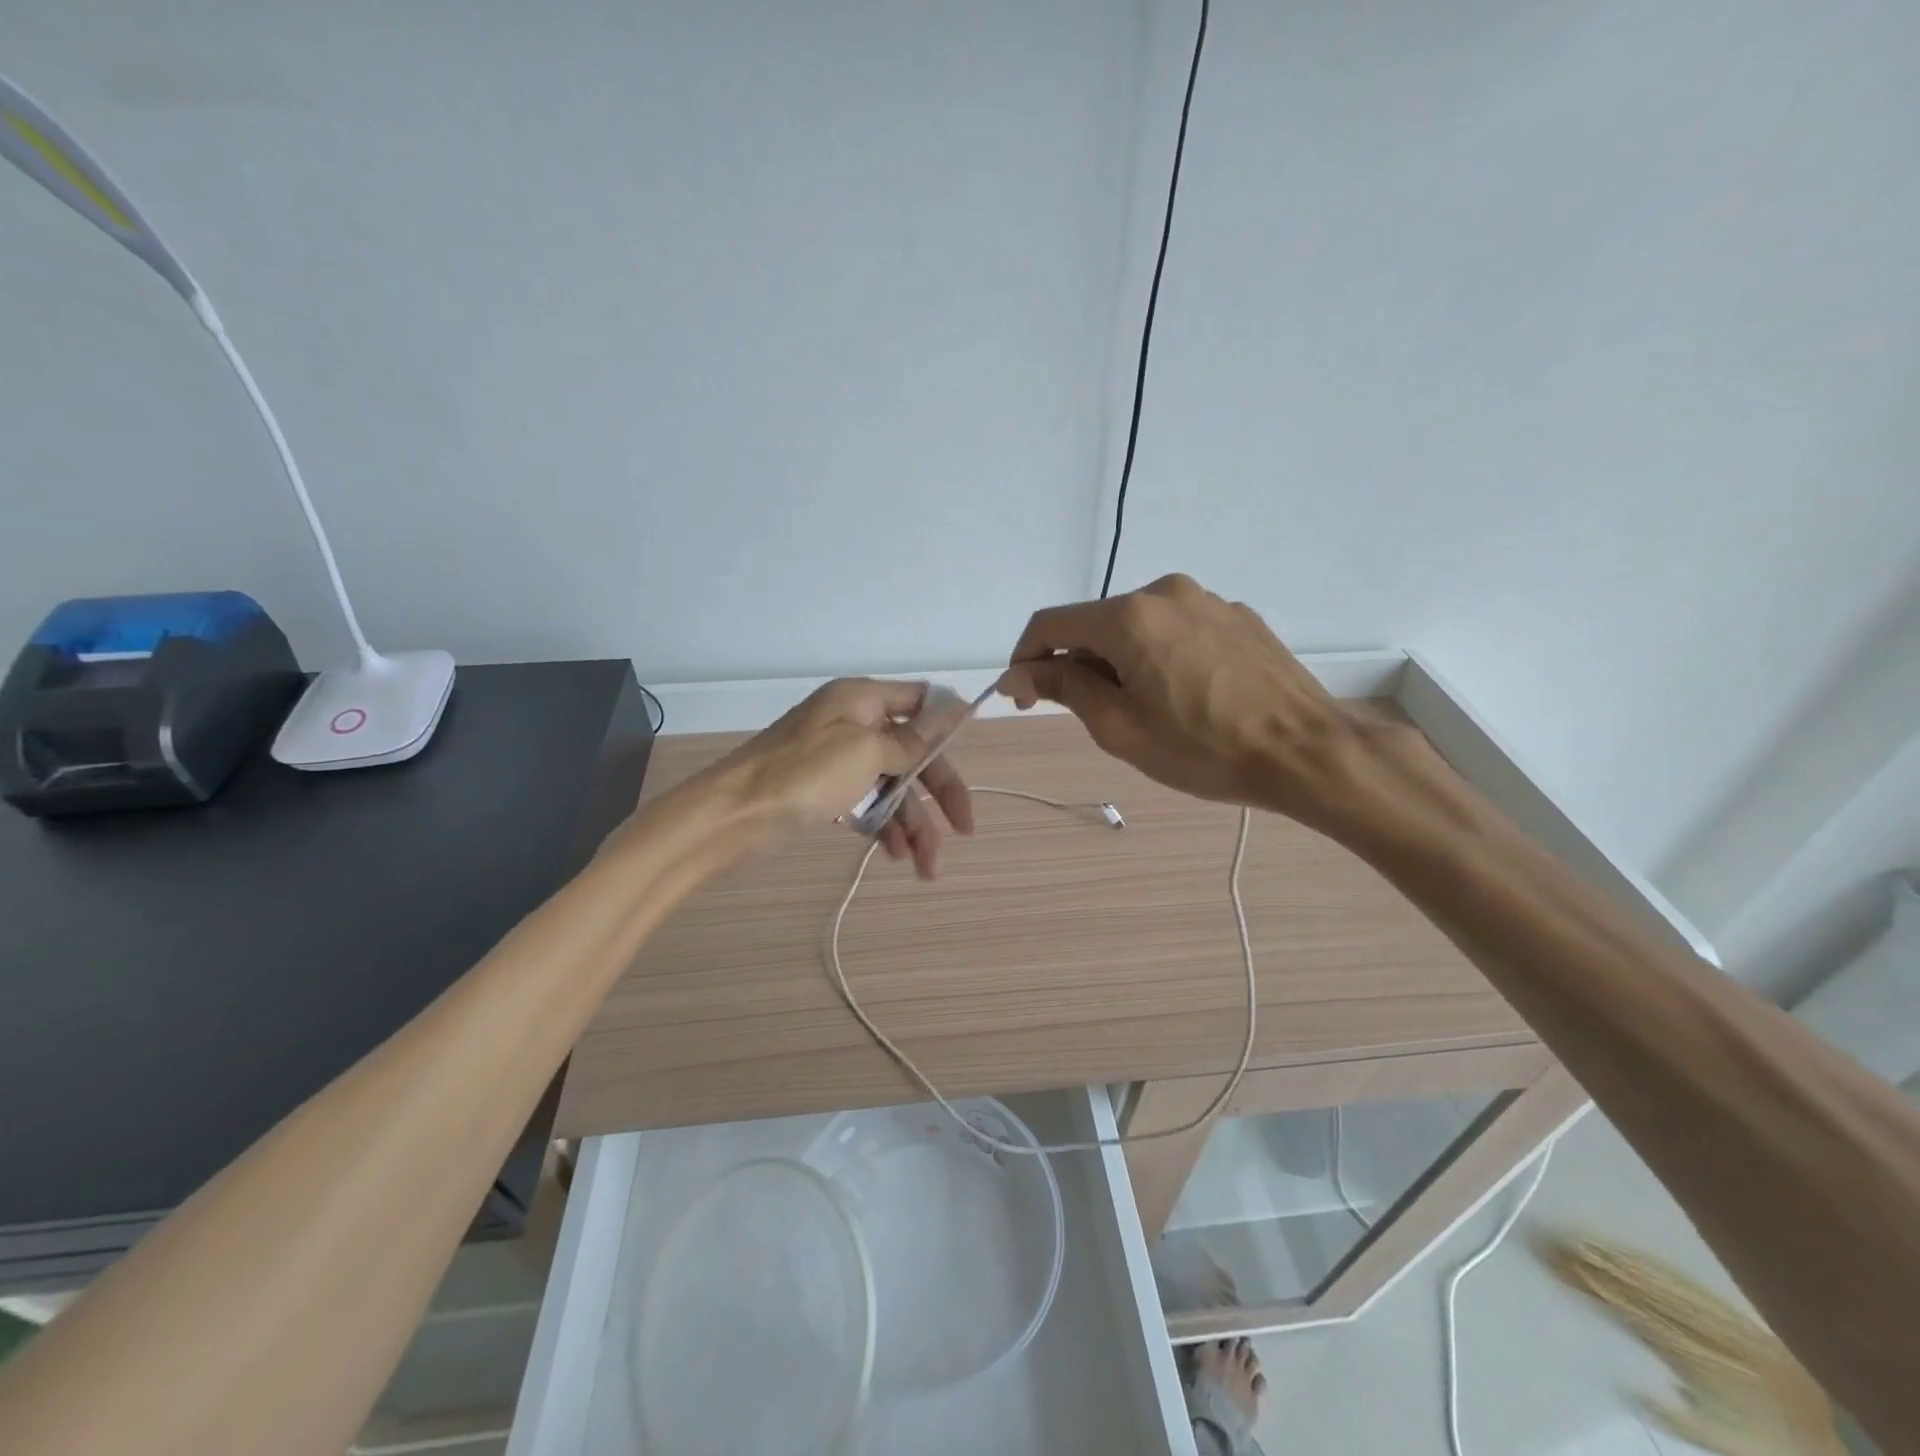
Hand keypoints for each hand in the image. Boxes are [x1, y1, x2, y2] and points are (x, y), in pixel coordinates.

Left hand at [703, 678, 973, 878]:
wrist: (731, 816)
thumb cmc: (804, 774)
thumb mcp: (866, 752)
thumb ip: (912, 738)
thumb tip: (954, 709)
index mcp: (862, 699)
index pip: (920, 700)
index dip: (948, 726)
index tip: (970, 757)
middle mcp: (853, 722)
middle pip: (912, 752)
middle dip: (938, 793)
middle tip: (964, 831)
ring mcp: (838, 758)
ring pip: (892, 786)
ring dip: (913, 823)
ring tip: (926, 867)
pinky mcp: (825, 790)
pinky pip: (867, 804)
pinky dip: (884, 828)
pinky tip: (896, 857)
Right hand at [999, 574, 1384, 829]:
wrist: (1306, 751)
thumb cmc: (1204, 748)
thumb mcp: (1120, 728)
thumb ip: (1064, 689)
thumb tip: (1019, 674)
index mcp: (1129, 616)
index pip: (1050, 624)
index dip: (1025, 659)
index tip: (1022, 697)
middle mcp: (1165, 592)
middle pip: (1096, 624)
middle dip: (1079, 664)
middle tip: (1091, 715)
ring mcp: (1208, 600)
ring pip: (1138, 626)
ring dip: (1121, 660)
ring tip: (1145, 709)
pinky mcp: (1238, 615)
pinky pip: (1178, 629)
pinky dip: (1161, 655)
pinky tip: (1186, 694)